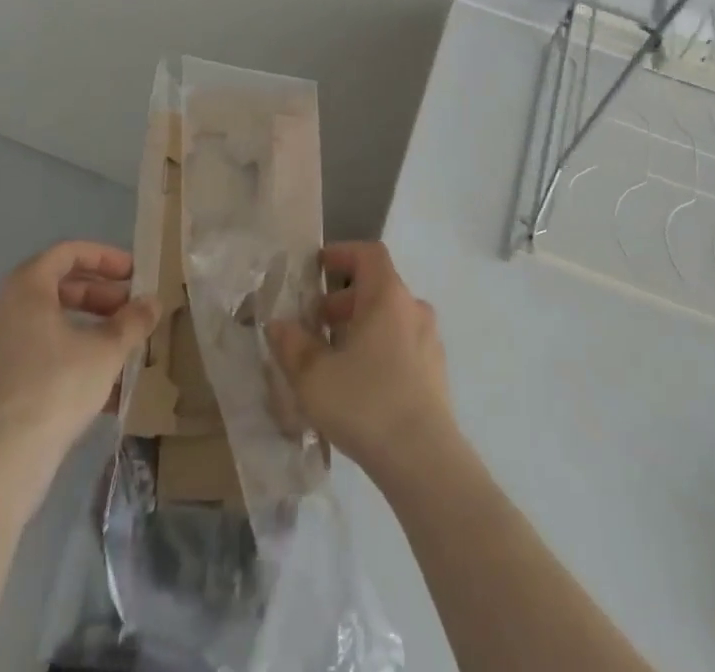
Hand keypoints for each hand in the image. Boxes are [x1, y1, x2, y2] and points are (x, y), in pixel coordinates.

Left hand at [0, 241, 159, 454]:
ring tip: (111, 350)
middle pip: (52, 287)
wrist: (0, 461)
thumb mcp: (108, 350)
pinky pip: (24, 353)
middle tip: (126, 312)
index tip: (132, 274)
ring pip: (39, 323)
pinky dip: (56, 354)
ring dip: (78, 327)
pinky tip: (85, 383)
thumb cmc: (58, 387)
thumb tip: (152, 302)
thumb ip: (133, 320)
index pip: (67, 253)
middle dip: (95, 296)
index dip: (104, 258)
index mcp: (24, 288)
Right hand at [267, 242, 458, 482]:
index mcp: (388, 296)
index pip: (369, 254)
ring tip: (332, 358)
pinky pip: (402, 346)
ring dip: (360, 328)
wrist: (424, 461)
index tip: (318, 267)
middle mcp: (413, 309)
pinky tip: (358, 385)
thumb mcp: (314, 376)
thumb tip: (279, 325)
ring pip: (390, 320)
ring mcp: (429, 342)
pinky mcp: (436, 374)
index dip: (343, 253)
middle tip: (314, 323)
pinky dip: (379, 350)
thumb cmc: (366, 403)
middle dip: (343, 301)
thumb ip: (292, 345)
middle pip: (377, 288)